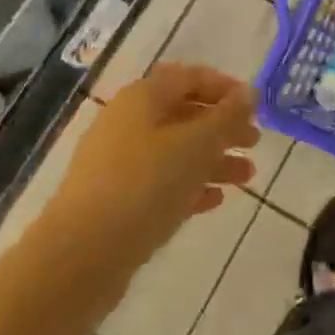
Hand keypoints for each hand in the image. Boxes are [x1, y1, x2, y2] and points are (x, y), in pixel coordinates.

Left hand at [45, 62, 259, 269]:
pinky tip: (215, 200)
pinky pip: (160, 183)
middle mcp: (128, 123)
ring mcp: (118, 164)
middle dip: (223, 128)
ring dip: (213, 160)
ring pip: (176, 151)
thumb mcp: (197, 144)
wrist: (79, 258)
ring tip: (246, 178)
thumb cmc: (145, 185)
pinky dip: (190, 186)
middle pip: (185, 114)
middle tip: (254, 143)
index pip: (190, 77)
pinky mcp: (115, 201)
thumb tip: (250, 93)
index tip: (254, 107)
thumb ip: (228, 116)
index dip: (225, 87)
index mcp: (143, 98)